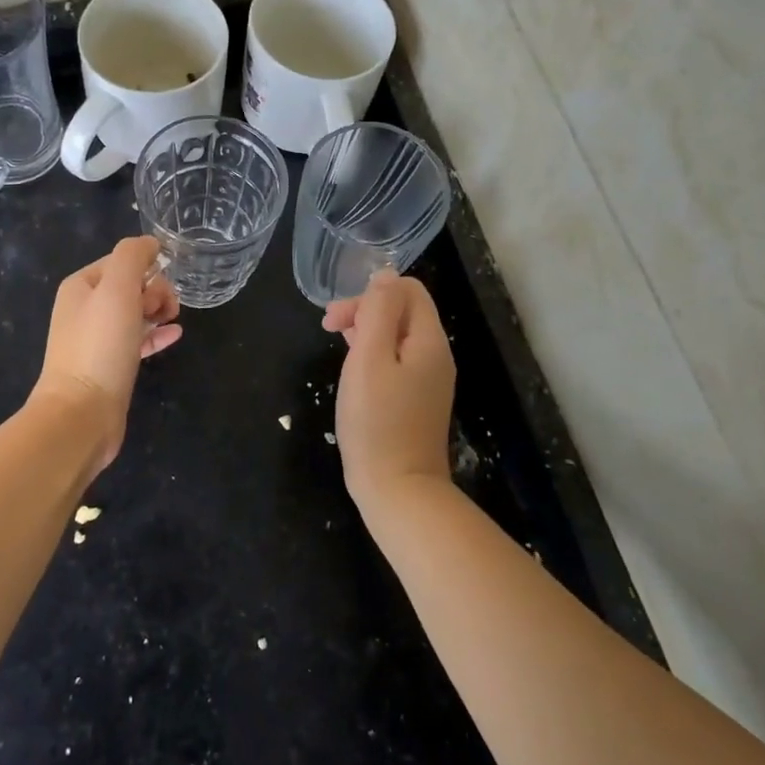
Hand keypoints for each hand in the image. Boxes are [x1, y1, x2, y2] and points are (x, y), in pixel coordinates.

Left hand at [31, 236, 181, 476]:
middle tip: (164, 310)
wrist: (81, 414)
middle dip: (155, 290)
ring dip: (158, 310)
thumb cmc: (100, 346)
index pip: (121, 261)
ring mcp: (96, 339)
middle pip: (130, 285)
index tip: (162, 288)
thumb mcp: (117, 289)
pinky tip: (175, 335)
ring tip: (173, 320)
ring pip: (135, 312)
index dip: (147, 269)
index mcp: (81, 286)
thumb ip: (132, 257)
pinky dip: (156, 334)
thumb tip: (150, 243)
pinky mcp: (109, 366)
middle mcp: (84, 309)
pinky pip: (137, 340)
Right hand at [322, 271, 455, 514]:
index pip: (408, 290)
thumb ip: (377, 312)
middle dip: (364, 309)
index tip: (338, 318)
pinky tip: (353, 370)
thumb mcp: (369, 359)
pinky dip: (372, 355)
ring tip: (337, 344)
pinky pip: (396, 361)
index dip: (370, 293)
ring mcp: (428, 381)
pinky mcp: (416, 401)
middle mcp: (435, 356)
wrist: (398, 491)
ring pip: (396, 336)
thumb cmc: (377, 422)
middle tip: (328, 329)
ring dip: (365, 331)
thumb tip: (385, 274)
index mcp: (429, 341)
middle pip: (402, 311)